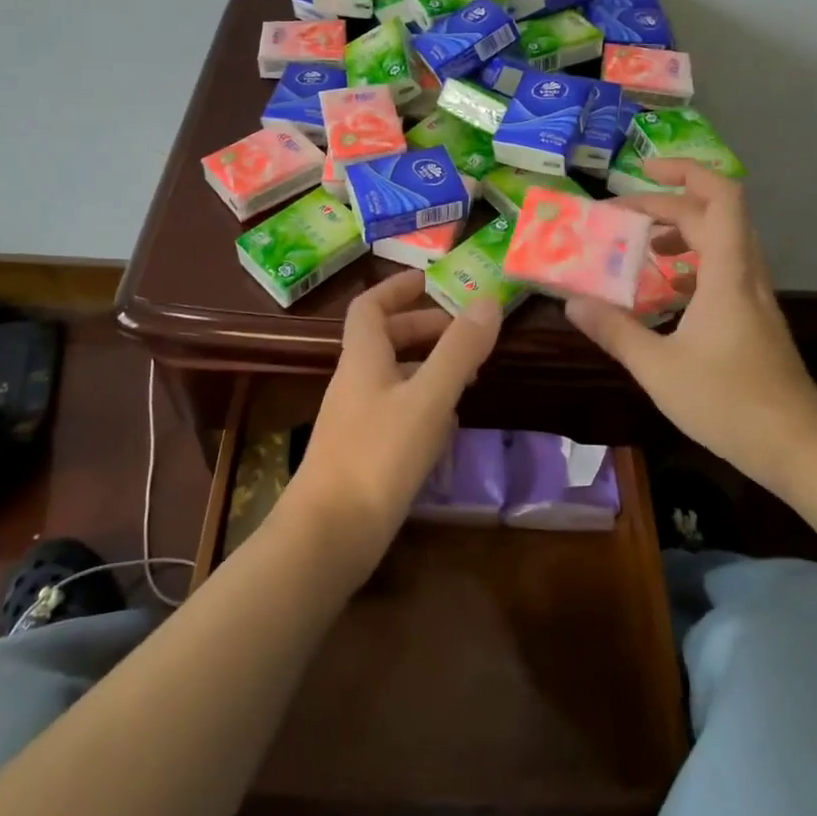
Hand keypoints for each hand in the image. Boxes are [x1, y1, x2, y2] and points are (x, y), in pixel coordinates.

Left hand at [282, 270, 501, 575]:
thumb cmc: (377, 456)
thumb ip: (459, 350)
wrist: (328, 536)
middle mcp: (355, 382)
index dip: (396, 288)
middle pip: (385, 340)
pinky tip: (447, 427)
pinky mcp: (363, 454)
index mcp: (363, 358)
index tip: (428, 279)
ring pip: (394, 377)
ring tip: (468, 379)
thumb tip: (488, 301)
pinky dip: (424, 406)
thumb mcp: (428, 398)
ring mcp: (356, 420)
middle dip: (424, 329)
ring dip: (428, 368)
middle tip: (465, 335)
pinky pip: (396, 412)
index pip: (369, 306)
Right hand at [564, 160, 816, 491]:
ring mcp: (754, 298)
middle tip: (618, 219)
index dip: (686, 172)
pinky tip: (667, 293)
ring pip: (721, 243)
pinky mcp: (755, 320)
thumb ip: (614, 331)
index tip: (644, 172)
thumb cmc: (729, 403)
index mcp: (727, 275)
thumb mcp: (658, 368)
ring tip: (641, 247)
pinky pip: (724, 271)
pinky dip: (693, 265)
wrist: (800, 449)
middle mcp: (745, 275)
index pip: (720, 198)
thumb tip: (571, 302)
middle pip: (712, 216)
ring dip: (681, 233)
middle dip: (664, 207)